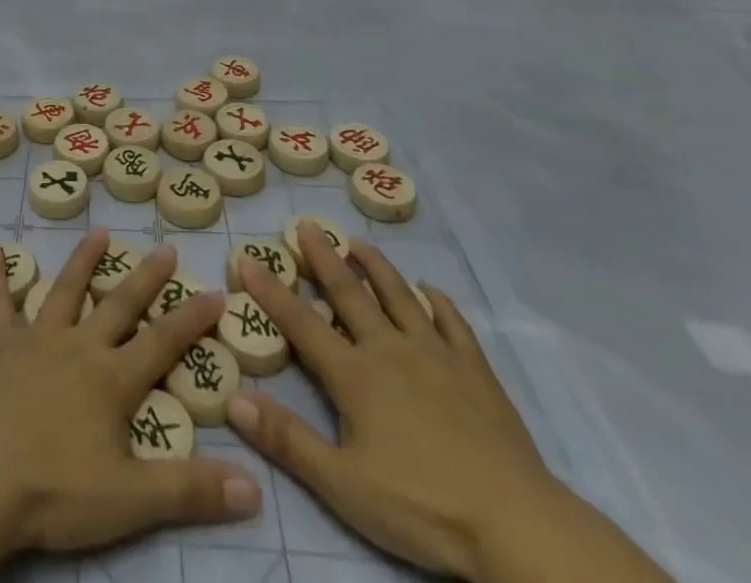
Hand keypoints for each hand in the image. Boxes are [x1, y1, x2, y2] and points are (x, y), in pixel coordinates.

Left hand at [0, 230, 262, 555]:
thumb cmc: (57, 490)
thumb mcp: (132, 501)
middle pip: (119, 304)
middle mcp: (79, 346)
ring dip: (83, 261)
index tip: (216, 291)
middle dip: (146, 277)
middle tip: (166, 247)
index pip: (163, 342)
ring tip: (99, 233)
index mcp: (112, 379)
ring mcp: (37, 341)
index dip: (192, 318)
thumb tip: (255, 487)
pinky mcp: (0, 347)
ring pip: (65, 290)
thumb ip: (191, 490)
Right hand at [228, 226, 558, 579]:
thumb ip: (287, 439)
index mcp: (354, 374)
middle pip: (349, 293)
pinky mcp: (474, 370)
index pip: (300, 322)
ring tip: (358, 242)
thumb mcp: (342, 484)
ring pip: (398, 295)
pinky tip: (430, 289)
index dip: (270, 290)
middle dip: (324, 258)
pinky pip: (452, 322)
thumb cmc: (421, 505)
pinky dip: (437, 301)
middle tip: (307, 225)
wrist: (515, 525)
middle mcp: (389, 349)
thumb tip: (235, 398)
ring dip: (376, 267)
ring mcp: (435, 354)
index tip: (247, 257)